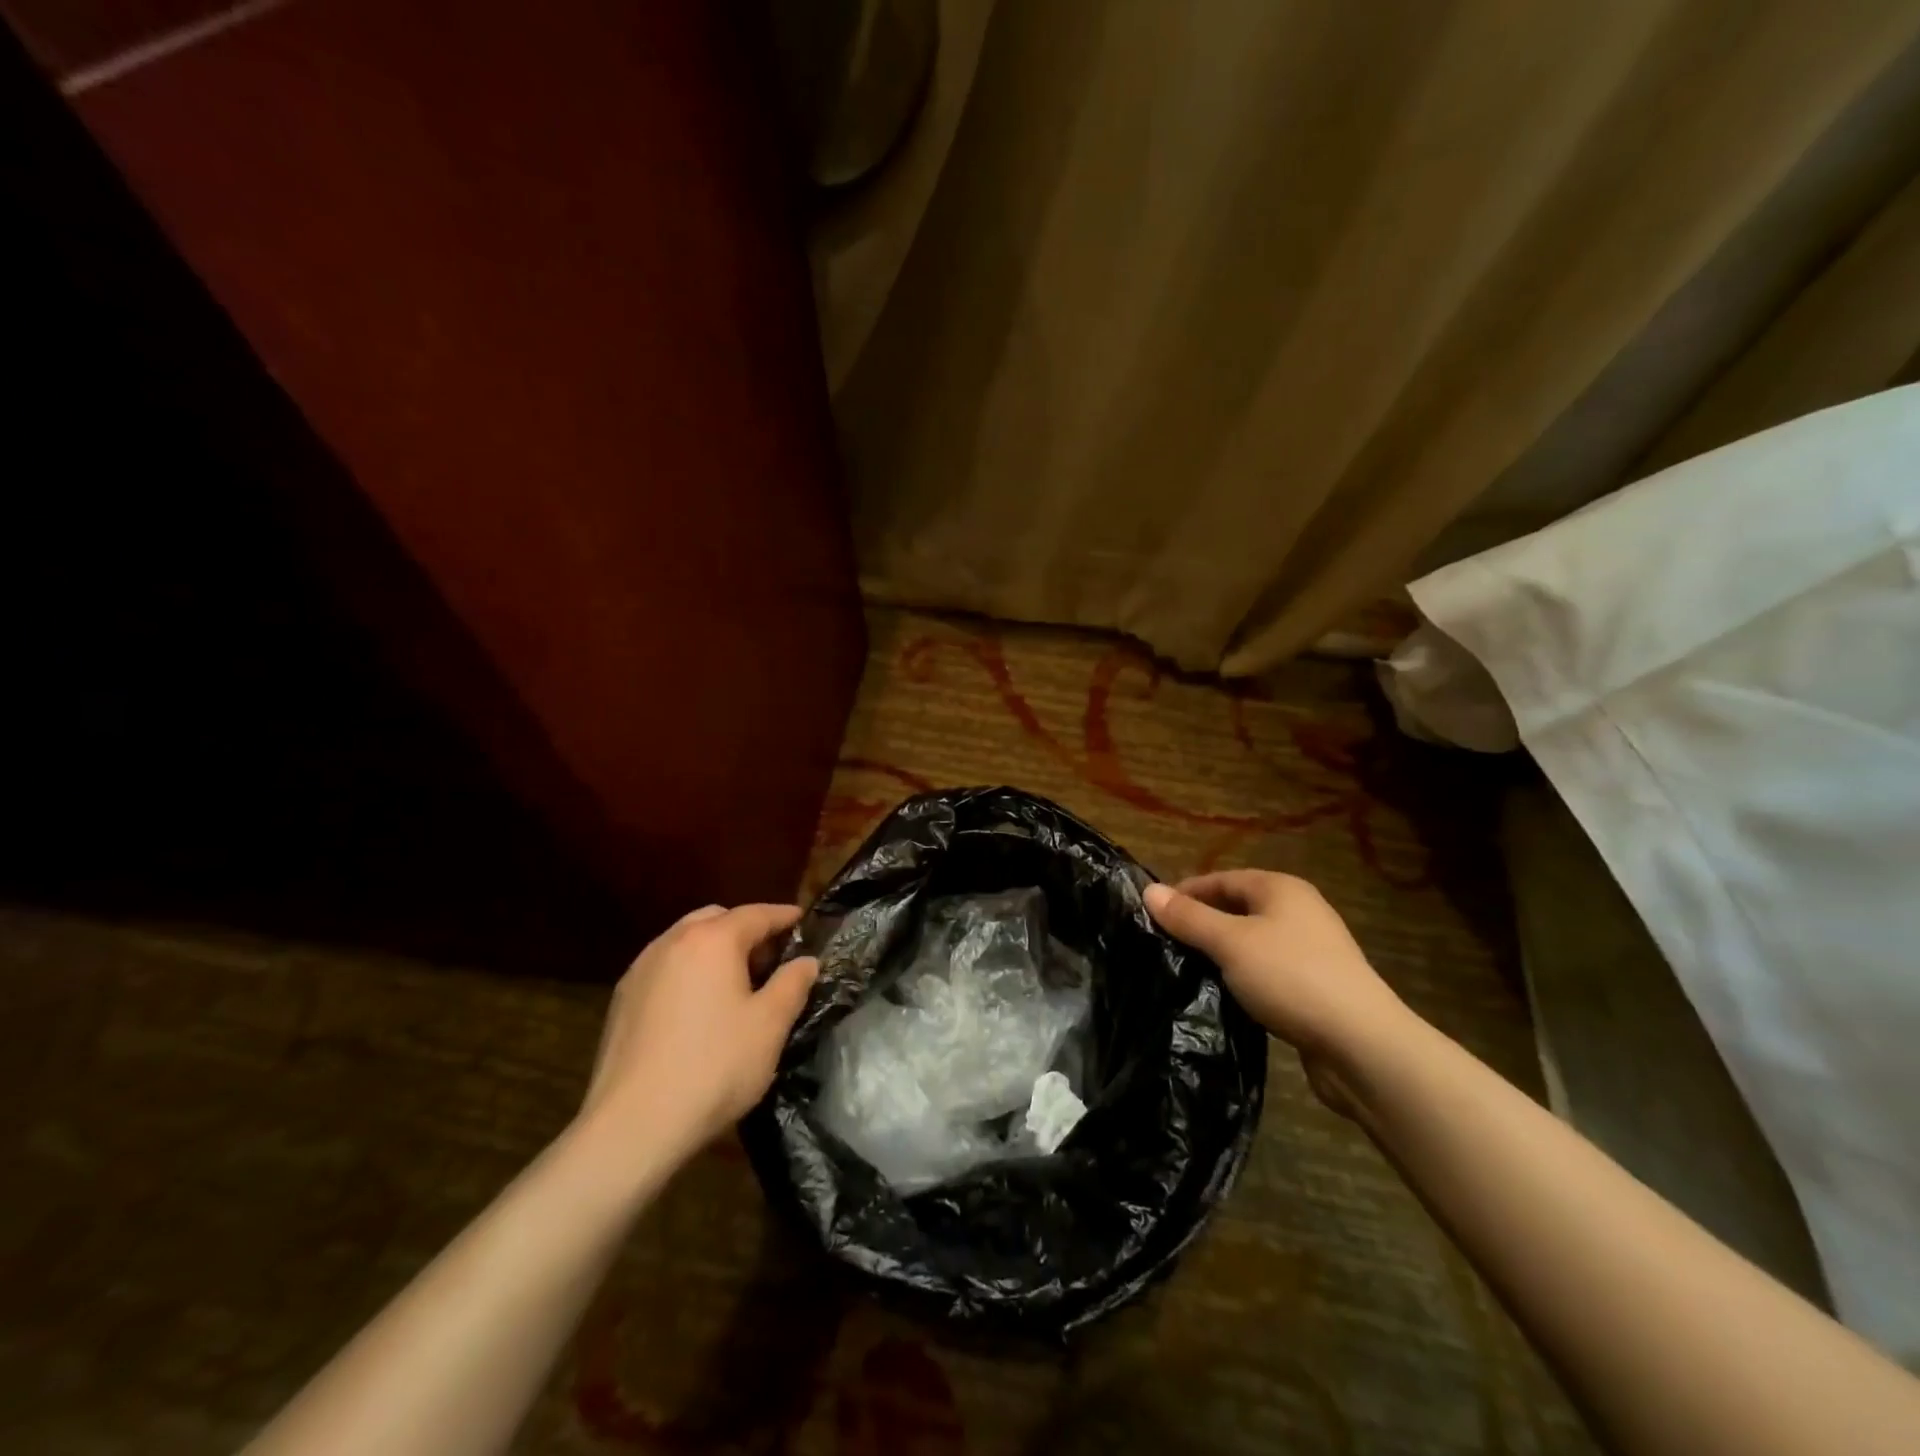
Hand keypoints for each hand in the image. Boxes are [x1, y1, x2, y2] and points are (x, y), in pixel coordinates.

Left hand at [578, 903, 818, 1162]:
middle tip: (770, 957)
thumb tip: (806, 961)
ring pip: (686, 941)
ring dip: (714, 950)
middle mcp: (672, 942)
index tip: (803, 920)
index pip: (756, 914)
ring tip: (735, 982)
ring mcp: (640, 969)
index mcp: (712, 940)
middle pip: (716, 919)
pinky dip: (688, 971)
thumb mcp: (769, 1025)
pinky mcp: (622, 999)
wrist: (634, 1124)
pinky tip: (698, 1007)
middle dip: (746, 930)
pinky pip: (665, 968)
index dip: (783, 916)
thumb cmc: (714, 1067)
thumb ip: (792, 984)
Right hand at [1145, 870, 1411, 1069]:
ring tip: (1186, 969)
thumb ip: (1188, 917)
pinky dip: (1242, 977)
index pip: (1222, 879)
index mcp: (1281, 889)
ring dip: (1221, 953)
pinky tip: (1224, 994)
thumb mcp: (1230, 943)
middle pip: (1238, 908)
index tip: (1152, 914)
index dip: (1186, 892)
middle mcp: (1299, 911)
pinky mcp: (1316, 987)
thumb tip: (1149, 890)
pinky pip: (1267, 971)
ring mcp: (1311, 951)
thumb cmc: (1291, 978)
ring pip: (1251, 942)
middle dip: (1201, 923)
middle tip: (1164, 943)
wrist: (1362, 1046)